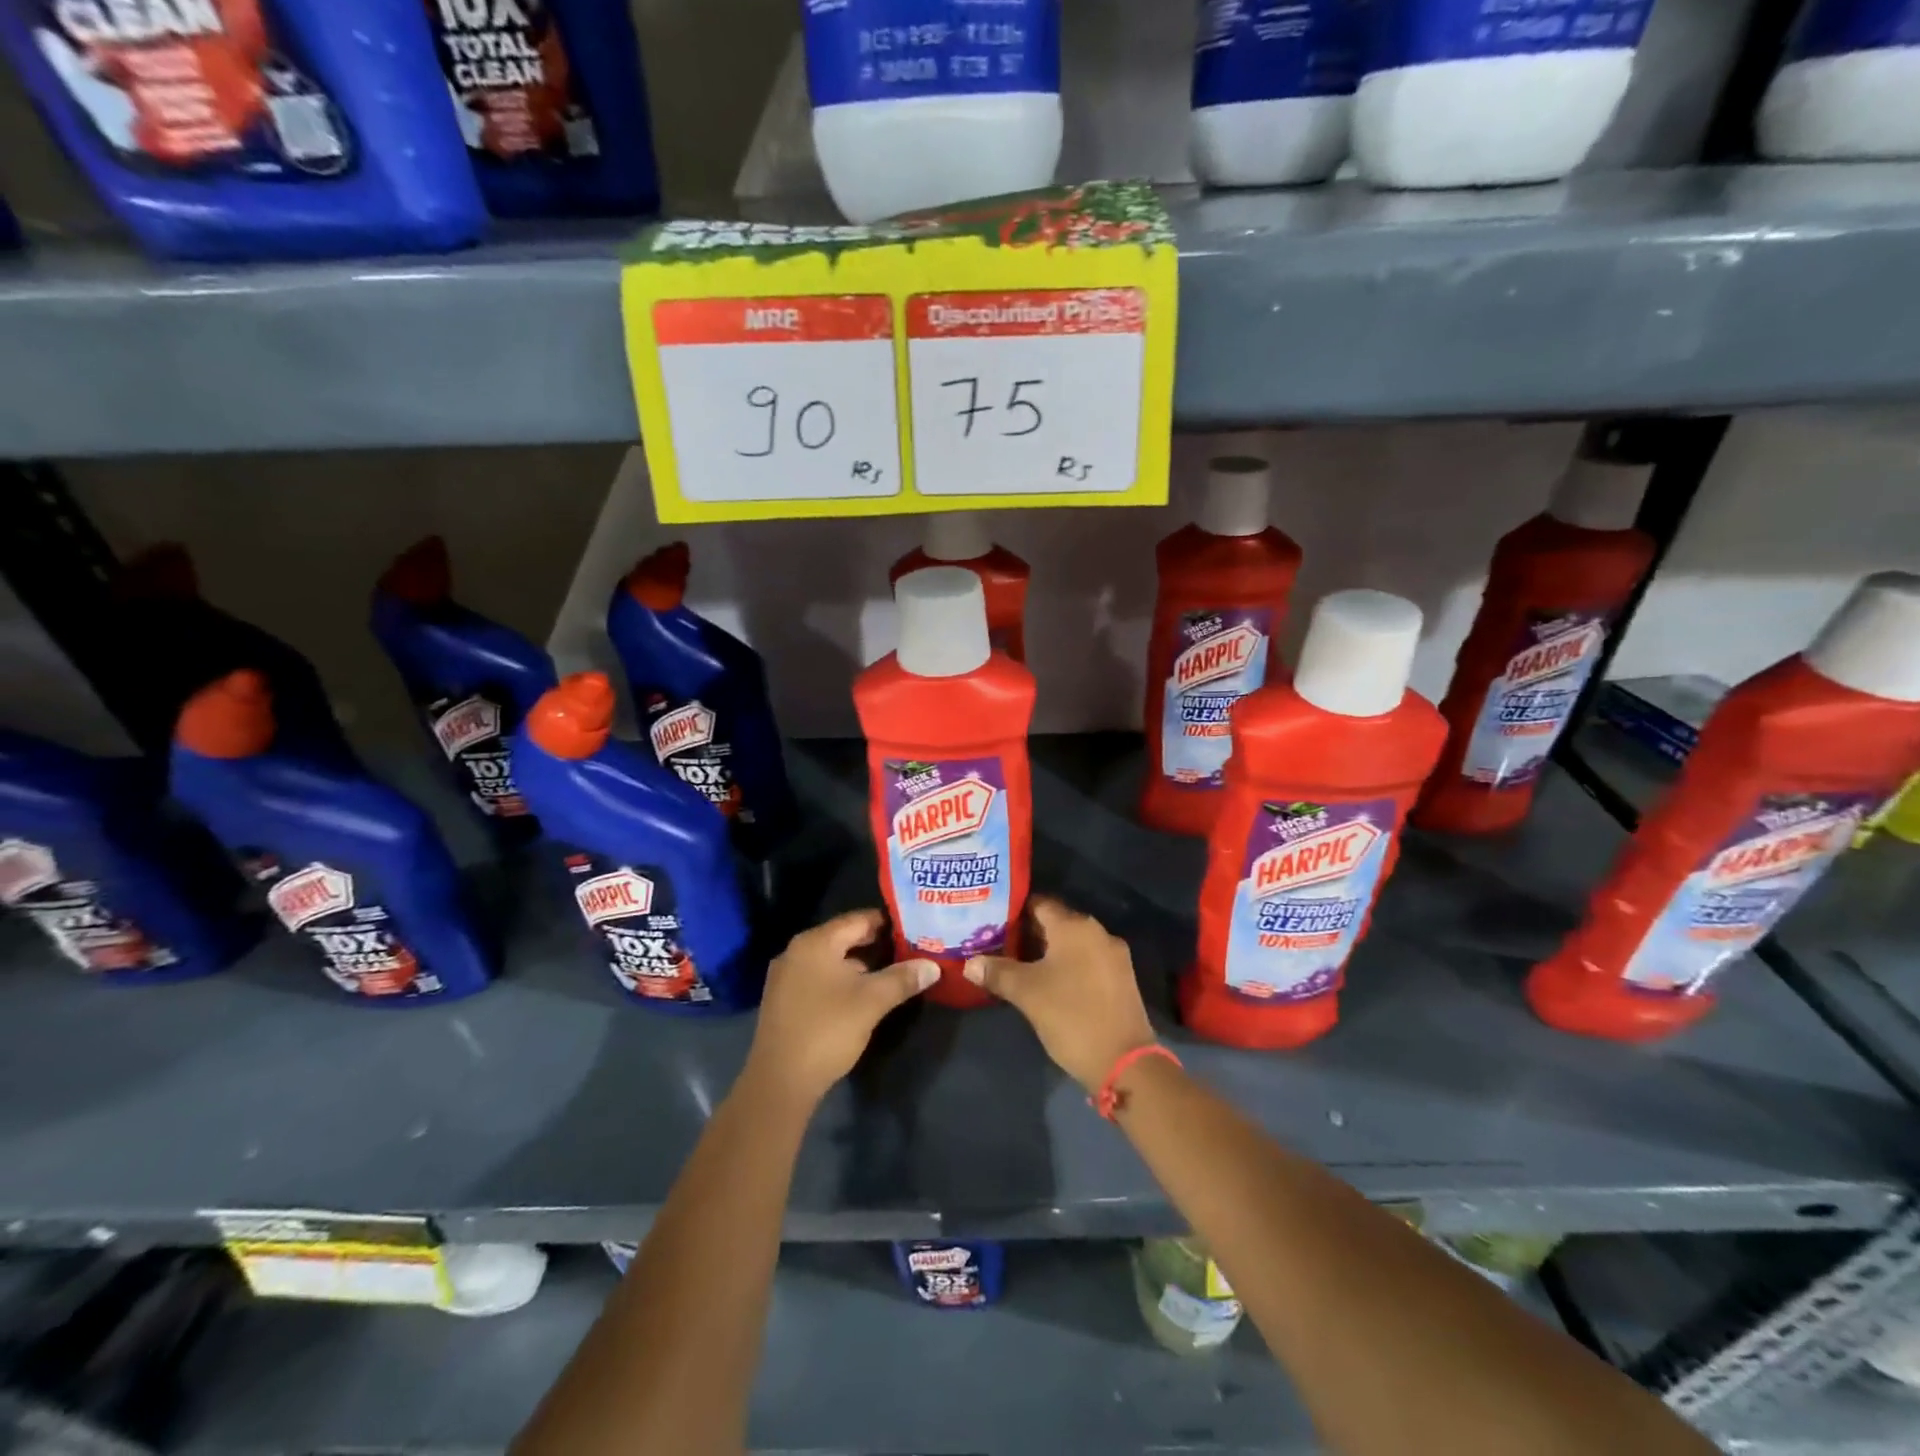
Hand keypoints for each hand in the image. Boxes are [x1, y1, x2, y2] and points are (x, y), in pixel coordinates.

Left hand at [744, 909, 937, 1106]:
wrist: (780, 1082)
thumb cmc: (827, 1030)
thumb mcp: (872, 1002)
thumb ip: (903, 978)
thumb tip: (933, 966)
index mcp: (815, 942)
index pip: (858, 919)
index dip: (888, 923)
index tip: (915, 928)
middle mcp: (796, 951)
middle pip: (844, 938)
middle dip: (877, 945)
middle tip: (909, 950)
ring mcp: (786, 977)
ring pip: (832, 960)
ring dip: (860, 965)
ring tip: (892, 973)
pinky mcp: (784, 1001)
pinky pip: (819, 978)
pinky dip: (842, 981)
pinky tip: (862, 995)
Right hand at [964, 897, 1156, 1092]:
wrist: (1124, 1062)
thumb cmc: (1071, 1016)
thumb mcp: (1026, 993)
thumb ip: (997, 972)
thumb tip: (969, 963)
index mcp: (1074, 926)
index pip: (1038, 904)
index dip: (1013, 912)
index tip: (991, 923)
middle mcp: (1097, 932)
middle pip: (1056, 922)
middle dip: (1028, 933)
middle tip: (998, 946)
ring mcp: (1113, 955)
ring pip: (1072, 944)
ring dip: (1047, 952)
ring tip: (1018, 966)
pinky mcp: (1121, 978)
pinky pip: (1086, 960)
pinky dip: (1067, 966)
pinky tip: (1049, 984)